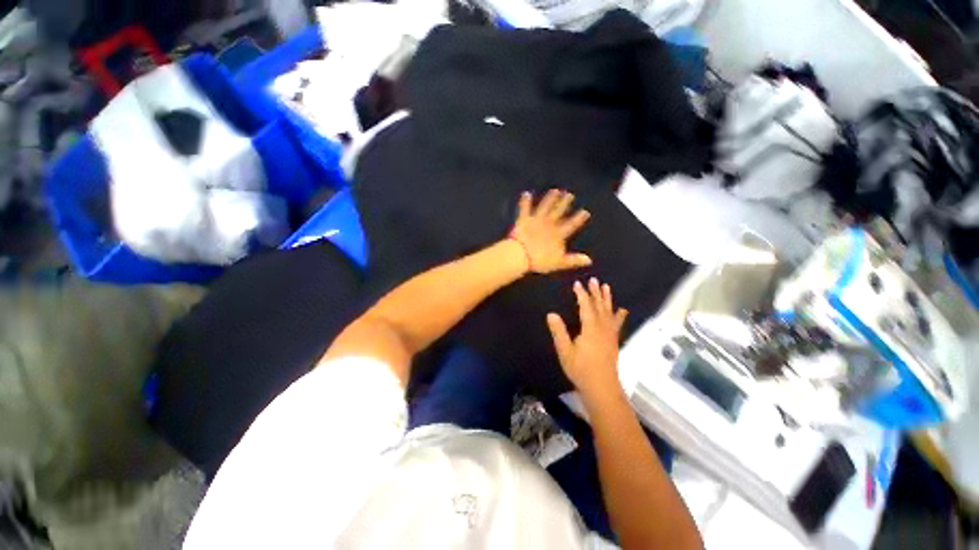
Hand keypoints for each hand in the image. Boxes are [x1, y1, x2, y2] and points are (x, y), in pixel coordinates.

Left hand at [510, 189, 591, 273]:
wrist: (521, 255)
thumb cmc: (540, 261)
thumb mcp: (559, 262)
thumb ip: (574, 260)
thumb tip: (589, 260)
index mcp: (558, 234)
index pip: (571, 225)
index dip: (578, 218)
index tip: (585, 211)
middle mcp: (549, 224)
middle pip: (558, 212)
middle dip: (564, 203)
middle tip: (570, 194)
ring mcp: (536, 220)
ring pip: (545, 207)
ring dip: (550, 198)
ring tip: (555, 191)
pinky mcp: (524, 220)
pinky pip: (524, 209)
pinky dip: (525, 201)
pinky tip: (526, 193)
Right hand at [546, 278, 628, 403]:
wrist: (601, 387)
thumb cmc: (581, 369)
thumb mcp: (565, 351)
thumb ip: (559, 331)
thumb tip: (551, 314)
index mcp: (590, 329)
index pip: (585, 307)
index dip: (581, 294)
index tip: (577, 283)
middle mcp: (602, 328)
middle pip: (599, 306)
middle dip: (596, 293)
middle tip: (594, 280)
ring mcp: (610, 335)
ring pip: (609, 312)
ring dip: (607, 299)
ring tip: (607, 287)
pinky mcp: (613, 341)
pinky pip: (616, 324)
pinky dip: (619, 316)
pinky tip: (622, 310)